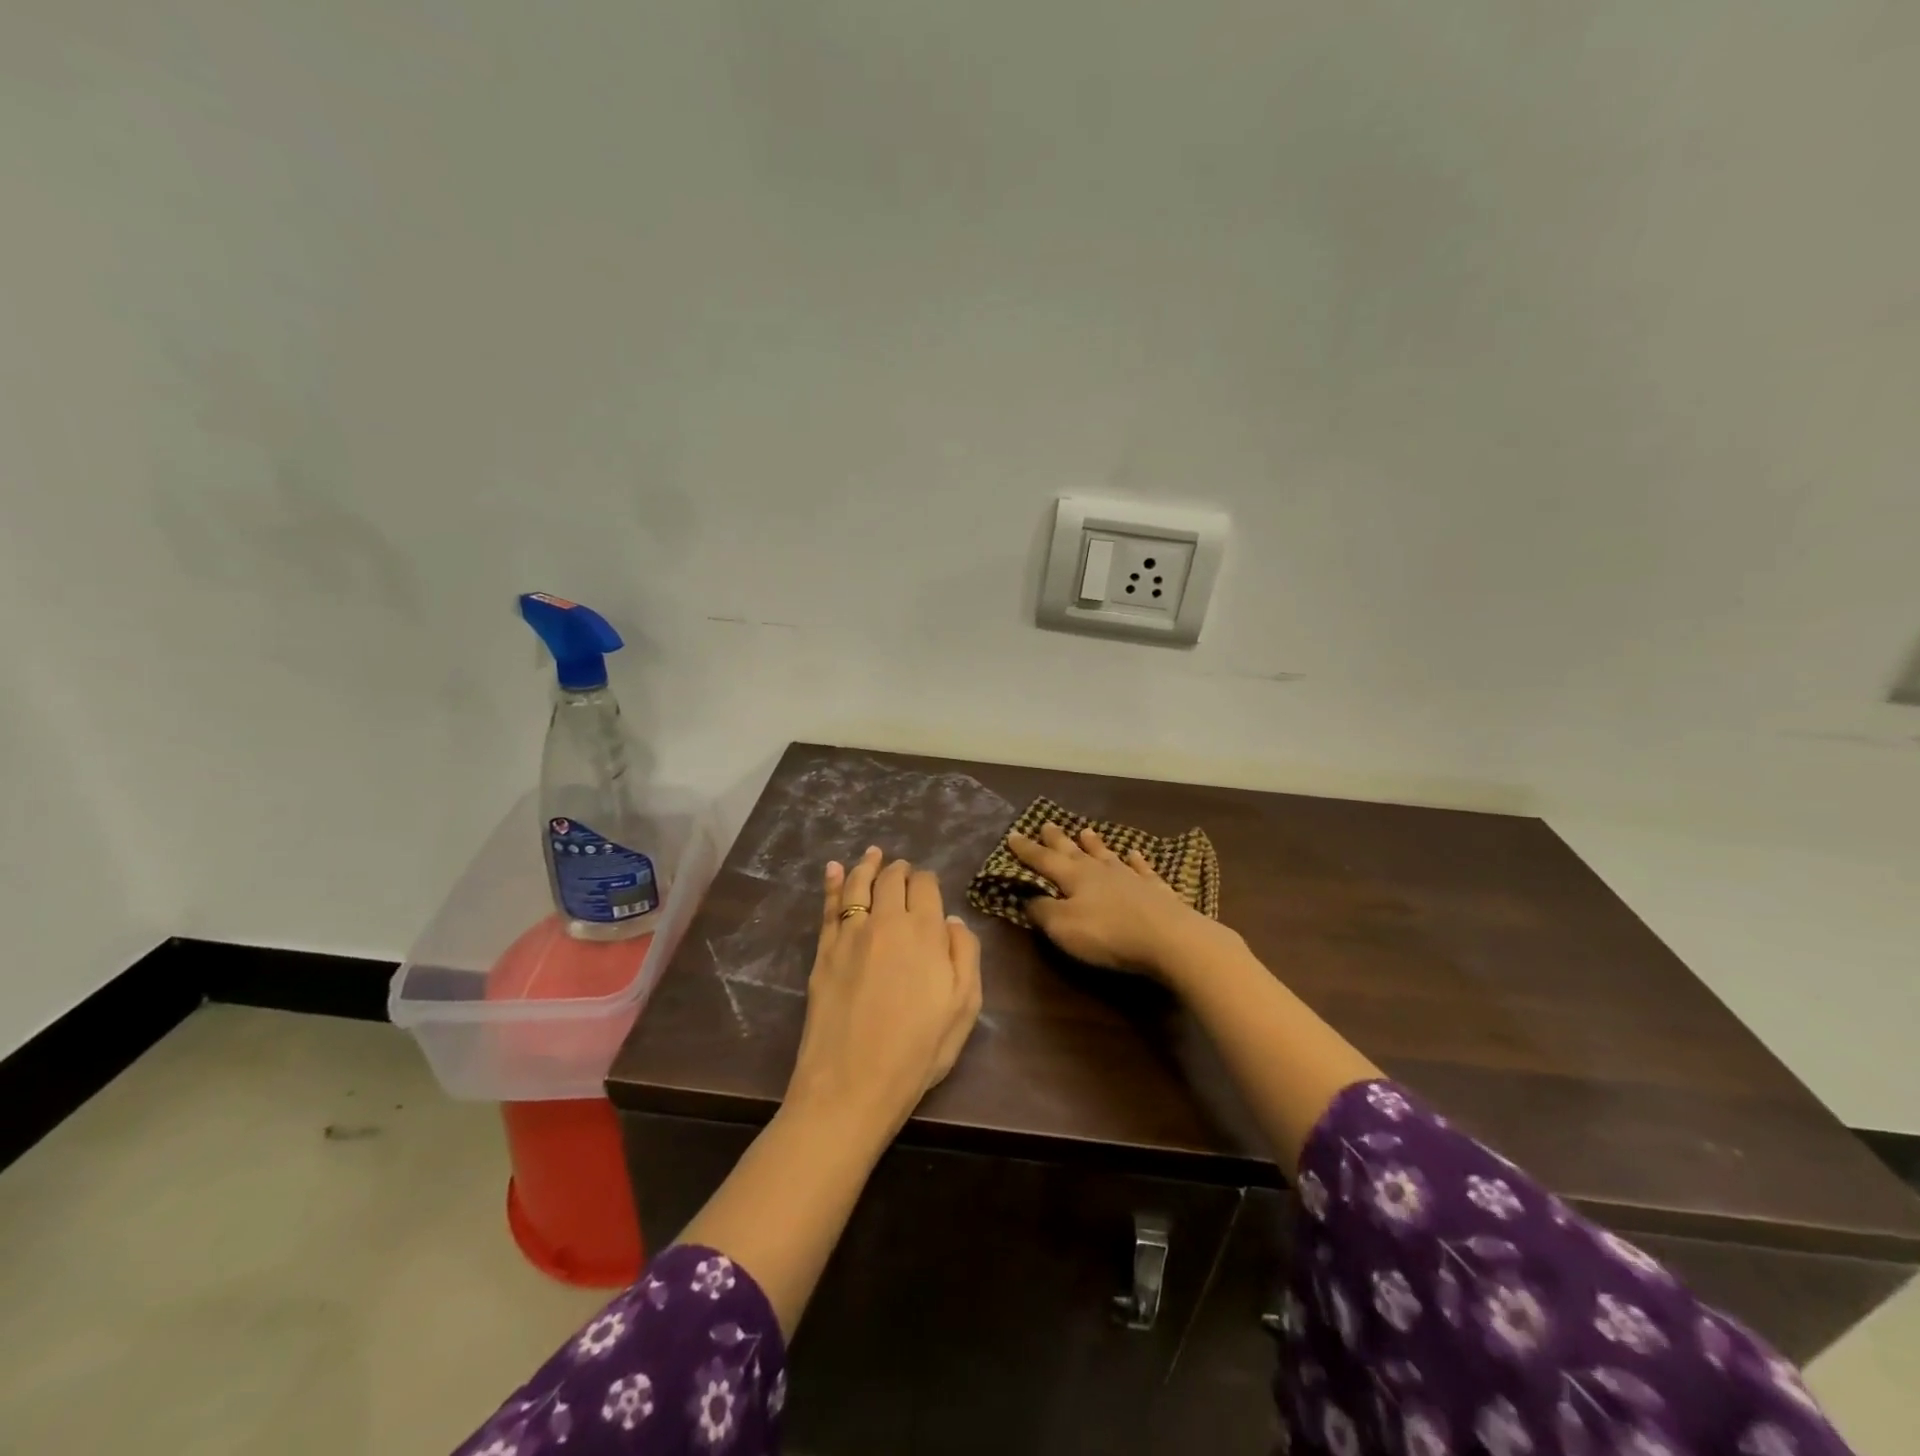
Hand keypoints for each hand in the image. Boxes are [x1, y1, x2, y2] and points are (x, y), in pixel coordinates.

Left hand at [784, 847, 983, 1139]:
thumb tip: (951, 921)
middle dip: (899, 869)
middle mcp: (886, 921)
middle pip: (892, 880)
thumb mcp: (964, 1007)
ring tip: (872, 854)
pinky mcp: (824, 951)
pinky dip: (833, 884)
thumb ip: (964, 955)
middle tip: (902, 867)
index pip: (926, 887)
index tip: (928, 883)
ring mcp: (850, 934)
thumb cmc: (918, 1051)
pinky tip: (834, 870)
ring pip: (859, 885)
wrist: (852, 1083)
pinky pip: (829, 907)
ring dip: (867, 865)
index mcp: (924, 932)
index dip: (927, 880)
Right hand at [1007, 824, 1222, 978]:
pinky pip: (1142, 869)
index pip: (1043, 860)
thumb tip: (1027, 898)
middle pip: (1073, 850)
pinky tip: (1135, 854)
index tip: (1012, 835)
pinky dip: (1136, 861)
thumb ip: (1042, 911)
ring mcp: (1130, 877)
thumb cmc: (1108, 933)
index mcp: (1073, 877)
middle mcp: (1099, 870)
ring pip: (1106, 855)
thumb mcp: (1063, 927)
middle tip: (1046, 823)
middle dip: (1057, 839)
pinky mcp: (1155, 890)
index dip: (1026, 850)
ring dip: (1094, 844)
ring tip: (1085, 830)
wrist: (1168, 938)